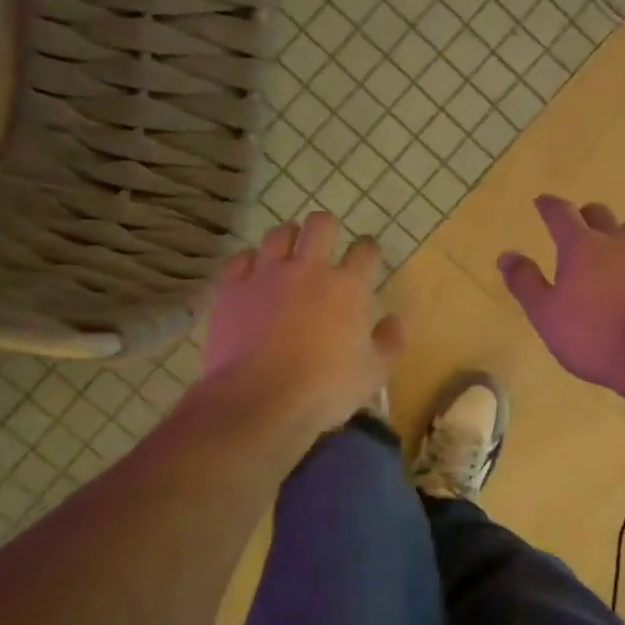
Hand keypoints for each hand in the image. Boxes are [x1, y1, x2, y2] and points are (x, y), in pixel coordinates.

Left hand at [202, 211, 401, 435]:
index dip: (368, 251)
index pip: (365, 250)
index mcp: (348, 287)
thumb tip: (392, 320)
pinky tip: (253, 275)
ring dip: (288, 240)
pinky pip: (241, 259)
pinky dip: (250, 262)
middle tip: (325, 245)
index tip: (367, 259)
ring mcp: (266, 275)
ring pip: (278, 234)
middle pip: (320, 225)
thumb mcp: (373, 374)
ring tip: (288, 256)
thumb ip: (388, 342)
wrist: (259, 400)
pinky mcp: (232, 289)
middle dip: (327, 229)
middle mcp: (308, 269)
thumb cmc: (324, 389)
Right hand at [498, 196, 624, 387]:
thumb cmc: (592, 335)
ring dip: (616, 235)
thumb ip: (525, 282)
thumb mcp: (545, 313)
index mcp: (581, 246)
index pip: (561, 213)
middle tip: (575, 227)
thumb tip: (507, 255)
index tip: (542, 202)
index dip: (549, 206)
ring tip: (609, 251)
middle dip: (584, 216)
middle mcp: (617, 241)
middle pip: (599, 214)